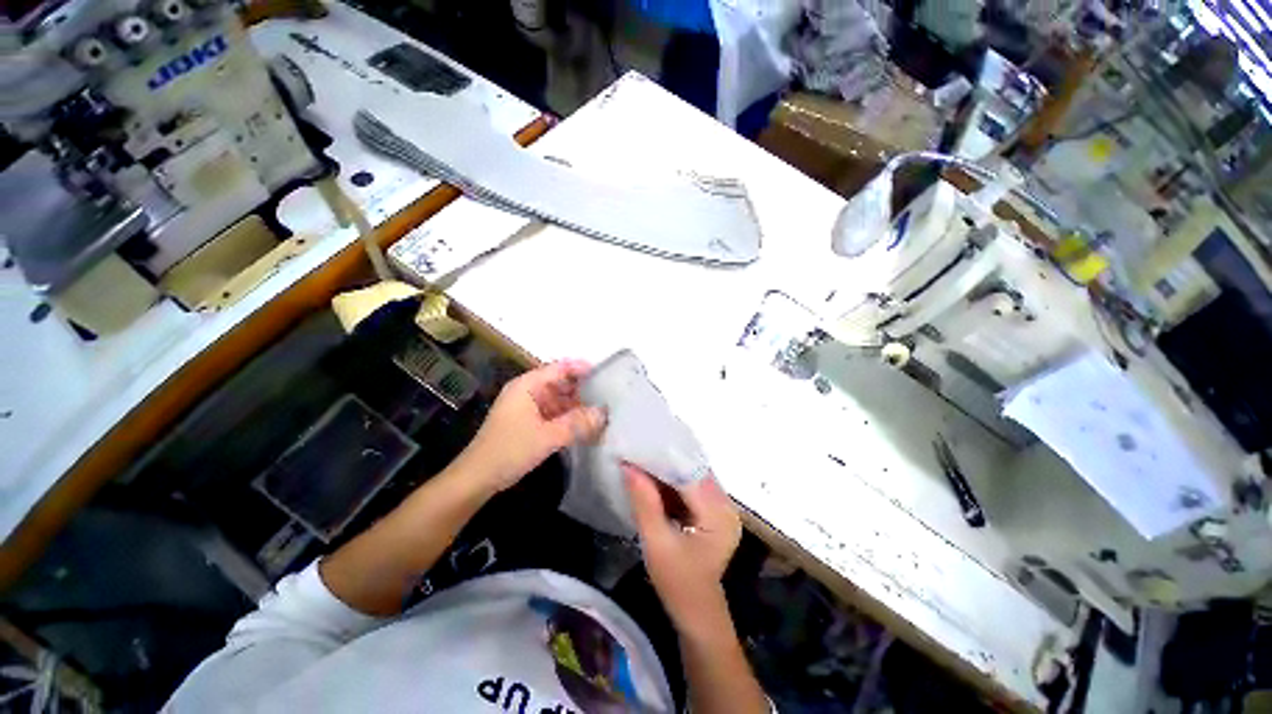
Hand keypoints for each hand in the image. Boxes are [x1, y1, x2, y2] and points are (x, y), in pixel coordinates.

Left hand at [459, 360, 605, 493]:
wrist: (478, 478)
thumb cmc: (510, 450)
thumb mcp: (547, 436)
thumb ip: (577, 423)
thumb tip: (604, 413)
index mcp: (527, 385)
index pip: (559, 368)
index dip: (582, 368)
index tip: (606, 374)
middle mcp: (529, 392)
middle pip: (561, 383)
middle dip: (584, 390)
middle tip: (610, 396)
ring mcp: (529, 407)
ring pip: (560, 400)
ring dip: (579, 406)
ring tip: (604, 412)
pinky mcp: (531, 422)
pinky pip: (556, 414)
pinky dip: (570, 419)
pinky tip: (587, 426)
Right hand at [625, 464, 741, 629]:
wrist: (696, 613)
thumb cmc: (677, 584)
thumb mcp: (657, 544)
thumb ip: (645, 502)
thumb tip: (628, 465)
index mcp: (718, 514)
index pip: (689, 473)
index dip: (663, 458)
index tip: (637, 446)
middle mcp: (725, 504)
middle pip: (693, 470)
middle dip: (664, 460)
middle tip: (636, 449)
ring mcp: (721, 507)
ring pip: (691, 475)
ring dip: (667, 469)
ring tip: (641, 458)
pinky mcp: (713, 510)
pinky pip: (691, 486)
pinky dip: (672, 481)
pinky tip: (653, 477)